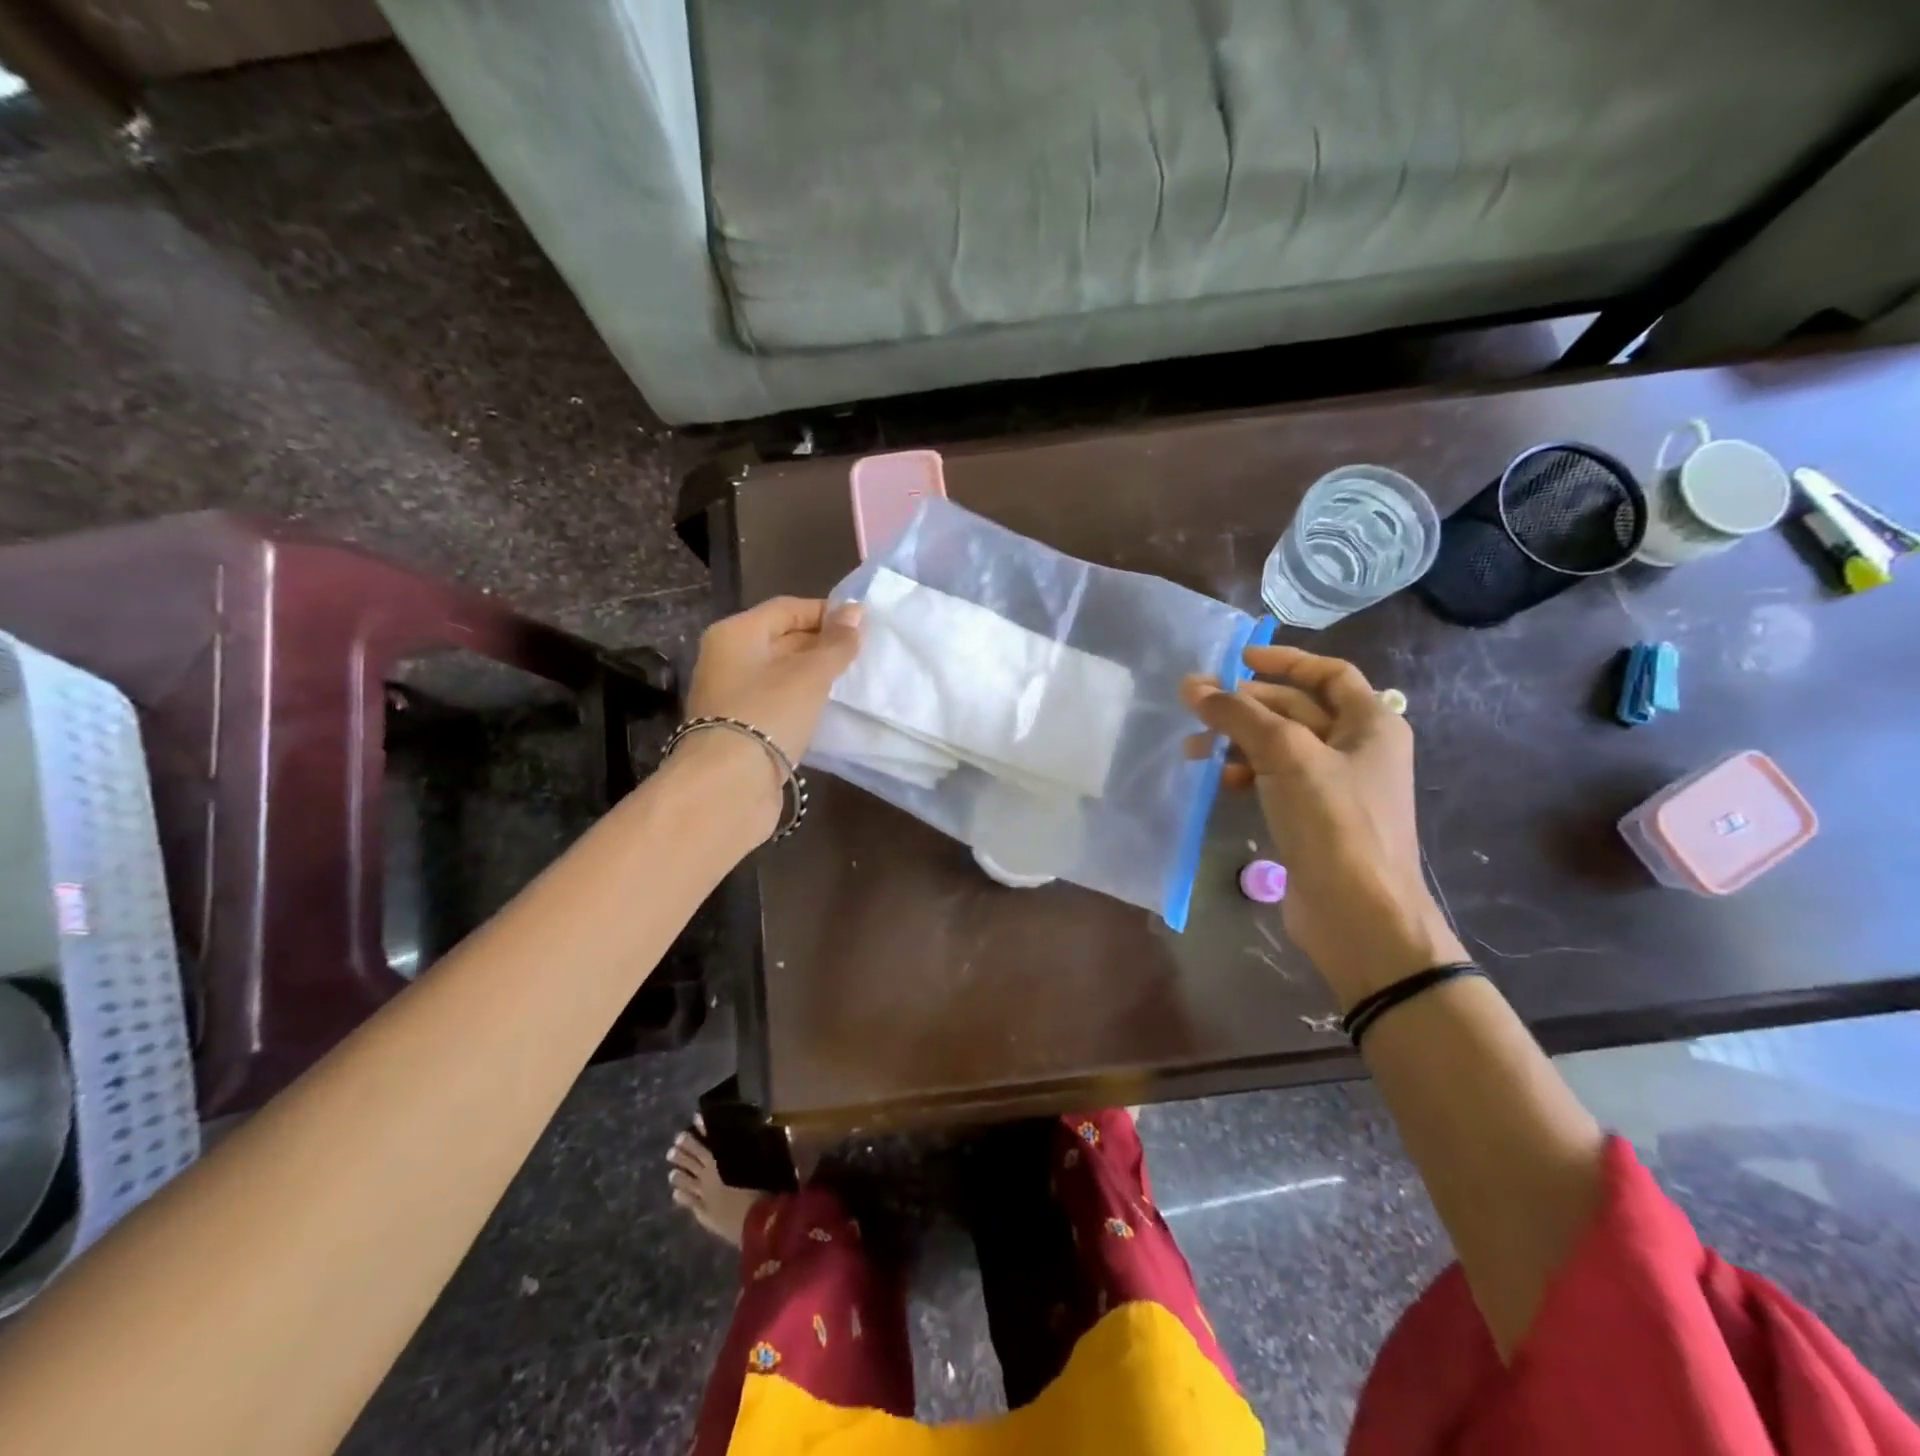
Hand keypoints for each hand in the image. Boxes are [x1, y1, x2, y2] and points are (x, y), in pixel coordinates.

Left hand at [684, 597, 862, 761]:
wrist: (729, 784)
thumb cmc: (769, 713)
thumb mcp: (811, 673)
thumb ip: (836, 643)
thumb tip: (856, 610)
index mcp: (736, 633)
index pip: (787, 608)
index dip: (825, 613)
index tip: (862, 625)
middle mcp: (727, 659)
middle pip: (781, 639)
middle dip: (821, 645)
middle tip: (861, 655)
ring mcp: (731, 695)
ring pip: (780, 674)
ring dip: (813, 676)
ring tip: (850, 682)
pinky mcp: (739, 728)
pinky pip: (776, 703)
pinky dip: (801, 702)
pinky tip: (826, 711)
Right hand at [1182, 646, 1464, 1007]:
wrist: (1359, 914)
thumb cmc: (1334, 821)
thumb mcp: (1286, 756)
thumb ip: (1238, 716)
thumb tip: (1191, 685)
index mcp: (1371, 723)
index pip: (1328, 674)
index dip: (1284, 661)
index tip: (1237, 660)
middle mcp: (1358, 748)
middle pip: (1296, 709)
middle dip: (1246, 706)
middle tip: (1197, 707)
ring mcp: (1335, 785)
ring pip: (1280, 746)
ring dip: (1238, 741)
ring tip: (1195, 750)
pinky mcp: (1313, 818)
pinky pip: (1275, 779)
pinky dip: (1246, 773)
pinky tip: (1219, 782)